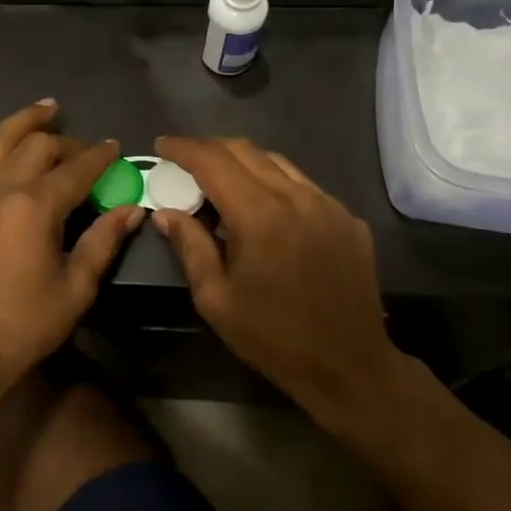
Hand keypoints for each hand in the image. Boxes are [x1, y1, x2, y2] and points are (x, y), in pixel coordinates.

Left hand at [0, 101, 144, 393]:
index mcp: (36, 207)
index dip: (99, 156)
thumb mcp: (76, 288)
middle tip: (81, 148)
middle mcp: (0, 191)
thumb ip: (103, 242)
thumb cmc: (26, 325)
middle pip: (37, 149)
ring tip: (42, 109)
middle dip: (65, 142)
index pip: (76, 170)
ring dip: (19, 123)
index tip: (114, 148)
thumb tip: (132, 209)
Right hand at [149, 136, 401, 425]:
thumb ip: (190, 246)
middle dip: (210, 149)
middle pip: (246, 151)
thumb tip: (166, 212)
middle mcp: (297, 197)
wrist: (348, 365)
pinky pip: (305, 186)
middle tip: (185, 161)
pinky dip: (275, 184)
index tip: (162, 145)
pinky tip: (266, 209)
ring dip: (243, 163)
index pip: (213, 162)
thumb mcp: (215, 298)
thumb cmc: (272, 336)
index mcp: (259, 216)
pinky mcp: (348, 219)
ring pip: (278, 163)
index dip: (183, 148)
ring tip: (222, 181)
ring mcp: (329, 205)